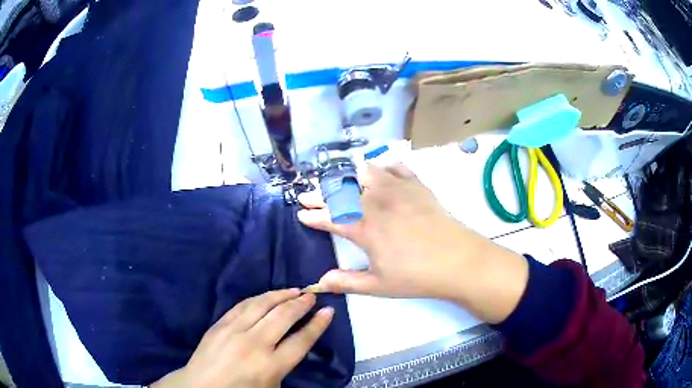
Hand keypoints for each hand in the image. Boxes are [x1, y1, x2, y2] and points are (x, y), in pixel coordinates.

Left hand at [151, 289, 332, 387]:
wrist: (201, 387)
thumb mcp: (271, 386)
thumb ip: (285, 365)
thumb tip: (295, 343)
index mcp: (271, 365)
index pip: (301, 340)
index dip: (317, 325)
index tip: (328, 311)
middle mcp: (255, 344)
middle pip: (283, 317)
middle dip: (301, 304)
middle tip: (311, 296)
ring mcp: (234, 331)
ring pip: (262, 305)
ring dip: (281, 295)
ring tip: (293, 290)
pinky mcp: (220, 324)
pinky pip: (242, 305)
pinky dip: (258, 298)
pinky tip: (267, 296)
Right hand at [298, 163, 528, 322]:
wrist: (457, 261)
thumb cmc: (416, 276)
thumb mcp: (378, 285)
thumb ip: (347, 282)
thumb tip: (320, 282)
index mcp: (364, 229)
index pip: (330, 218)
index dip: (313, 215)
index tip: (301, 213)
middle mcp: (376, 203)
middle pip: (341, 192)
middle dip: (320, 193)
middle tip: (308, 194)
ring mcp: (398, 191)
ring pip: (366, 172)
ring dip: (349, 175)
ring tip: (341, 180)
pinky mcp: (417, 186)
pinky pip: (398, 167)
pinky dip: (386, 166)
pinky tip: (383, 169)